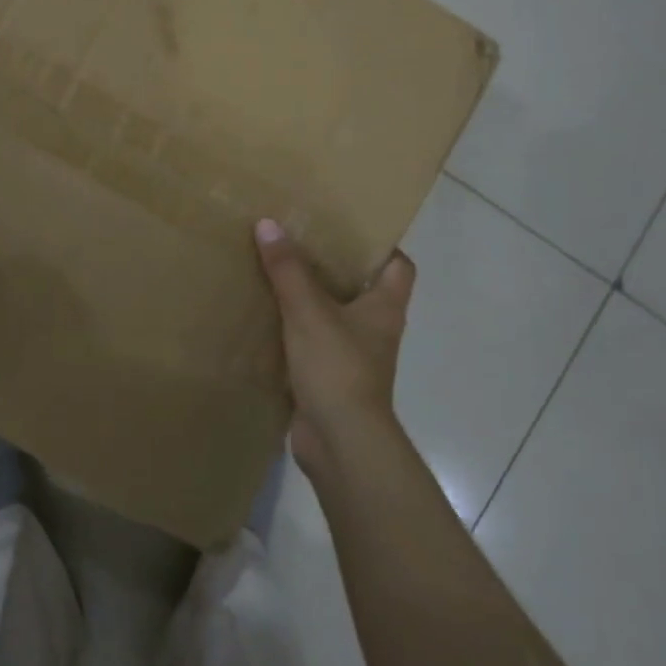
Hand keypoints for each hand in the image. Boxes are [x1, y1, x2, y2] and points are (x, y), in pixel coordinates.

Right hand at [253, 219, 415, 476]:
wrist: (341, 442)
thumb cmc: (337, 367)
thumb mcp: (308, 310)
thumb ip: (288, 269)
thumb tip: (268, 224)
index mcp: (385, 307)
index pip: (400, 266)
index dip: (381, 245)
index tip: (348, 227)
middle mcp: (376, 329)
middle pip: (362, 287)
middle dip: (334, 266)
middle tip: (300, 241)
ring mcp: (354, 356)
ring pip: (334, 316)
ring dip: (310, 298)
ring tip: (277, 271)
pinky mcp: (330, 378)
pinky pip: (313, 343)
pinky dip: (294, 331)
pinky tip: (266, 317)